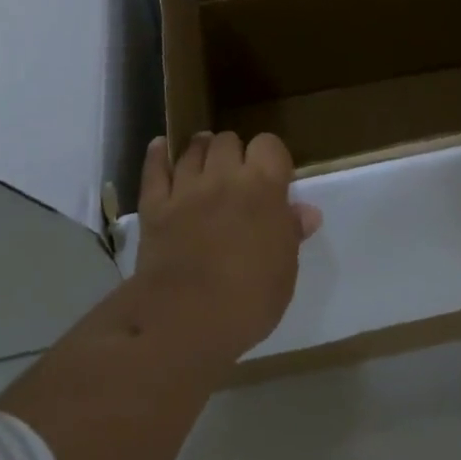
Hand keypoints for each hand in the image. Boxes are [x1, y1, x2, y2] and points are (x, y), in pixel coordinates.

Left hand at [134, 131, 321, 361]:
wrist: (185, 320)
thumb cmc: (248, 300)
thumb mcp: (283, 271)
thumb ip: (291, 233)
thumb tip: (306, 211)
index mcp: (262, 187)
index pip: (269, 144)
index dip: (271, 156)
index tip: (273, 176)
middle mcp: (223, 176)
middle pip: (228, 140)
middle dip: (234, 152)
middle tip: (237, 174)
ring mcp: (185, 187)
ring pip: (193, 148)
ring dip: (201, 149)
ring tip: (205, 160)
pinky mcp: (154, 204)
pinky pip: (154, 169)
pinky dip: (157, 155)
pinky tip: (160, 147)